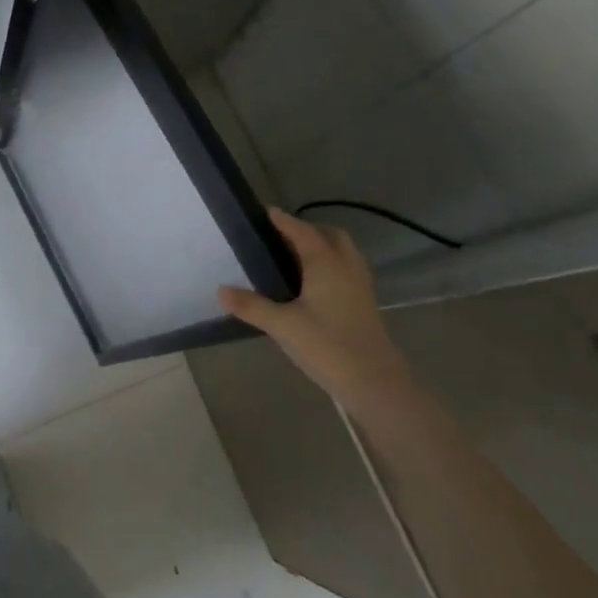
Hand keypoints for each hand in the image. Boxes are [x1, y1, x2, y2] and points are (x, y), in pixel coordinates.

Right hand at [216, 208, 417, 415]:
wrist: (376, 385)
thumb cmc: (328, 346)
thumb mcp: (282, 326)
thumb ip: (251, 306)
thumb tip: (220, 290)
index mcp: (326, 263)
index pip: (302, 231)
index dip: (284, 220)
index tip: (267, 212)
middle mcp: (346, 267)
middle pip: (331, 236)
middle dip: (309, 230)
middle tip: (283, 237)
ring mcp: (360, 287)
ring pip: (343, 254)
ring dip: (323, 248)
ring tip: (295, 258)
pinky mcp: (365, 306)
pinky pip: (347, 272)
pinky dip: (330, 267)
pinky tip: (313, 286)